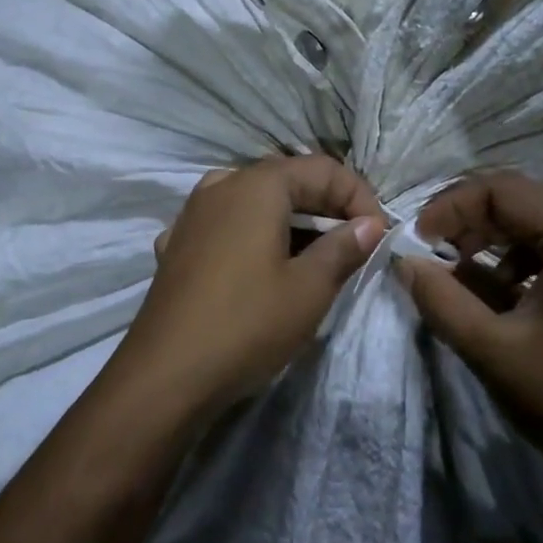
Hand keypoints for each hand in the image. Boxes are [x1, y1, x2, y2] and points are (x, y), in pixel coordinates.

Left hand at [116, 155, 387, 414]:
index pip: (321, 168)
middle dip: (325, 206)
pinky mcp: (177, 245)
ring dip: (290, 221)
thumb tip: (370, 224)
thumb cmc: (247, 324)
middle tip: (353, 245)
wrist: (165, 374)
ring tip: (314, 257)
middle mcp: (221, 186)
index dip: (357, 195)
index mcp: (256, 185)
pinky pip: (226, 225)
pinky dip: (254, 235)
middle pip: (285, 180)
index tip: (377, 234)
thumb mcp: (309, 288)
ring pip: (253, 202)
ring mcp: (192, 214)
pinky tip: (262, 267)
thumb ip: (344, 248)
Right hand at [396, 170, 542, 509]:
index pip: (505, 191)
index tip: (418, 239)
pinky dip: (522, 261)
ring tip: (460, 273)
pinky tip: (500, 292)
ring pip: (541, 224)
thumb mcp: (491, 349)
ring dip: (494, 241)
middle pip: (525, 201)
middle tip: (432, 251)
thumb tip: (403, 260)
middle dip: (471, 221)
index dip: (452, 207)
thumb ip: (439, 297)